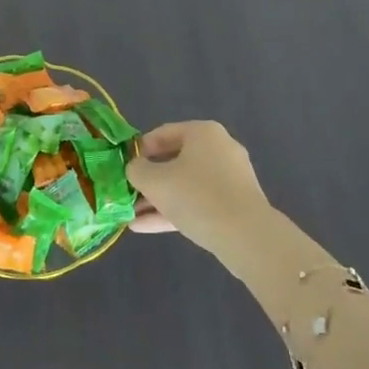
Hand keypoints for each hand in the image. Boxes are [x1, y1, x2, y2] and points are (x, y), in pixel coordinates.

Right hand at [124, 121, 273, 252]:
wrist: (246, 236)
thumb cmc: (196, 196)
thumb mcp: (154, 181)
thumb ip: (136, 170)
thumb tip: (135, 168)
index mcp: (203, 133)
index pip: (162, 134)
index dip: (138, 150)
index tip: (123, 167)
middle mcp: (219, 149)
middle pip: (174, 161)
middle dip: (148, 180)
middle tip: (126, 193)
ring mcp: (229, 178)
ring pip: (185, 185)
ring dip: (157, 199)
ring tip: (130, 214)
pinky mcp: (234, 204)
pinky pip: (198, 202)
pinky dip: (173, 211)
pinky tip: (144, 227)